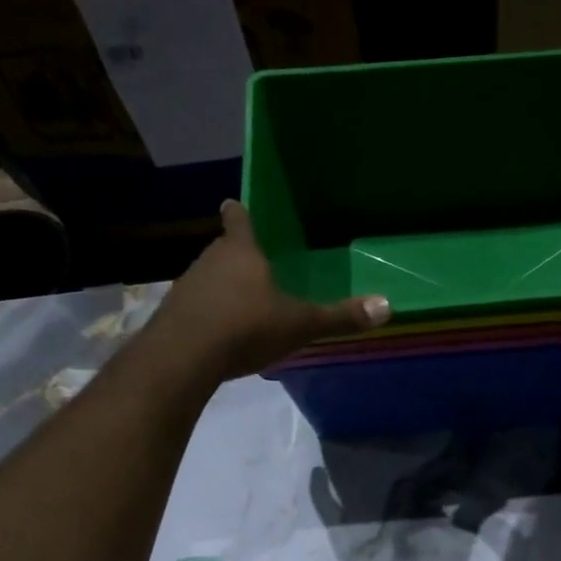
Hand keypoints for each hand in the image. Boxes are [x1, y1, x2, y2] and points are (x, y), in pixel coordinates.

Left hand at [149, 200, 389, 379]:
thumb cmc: (247, 327)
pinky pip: (196, 307)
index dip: (240, 214)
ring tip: (239, 303)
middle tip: (253, 264)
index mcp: (242, 253)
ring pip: (208, 279)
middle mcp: (210, 261)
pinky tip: (219, 333)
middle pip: (223, 250)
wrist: (185, 356)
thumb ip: (340, 317)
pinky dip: (207, 315)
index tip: (234, 204)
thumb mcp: (300, 324)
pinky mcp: (172, 315)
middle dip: (236, 256)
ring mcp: (187, 287)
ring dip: (221, 287)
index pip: (240, 221)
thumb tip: (388, 307)